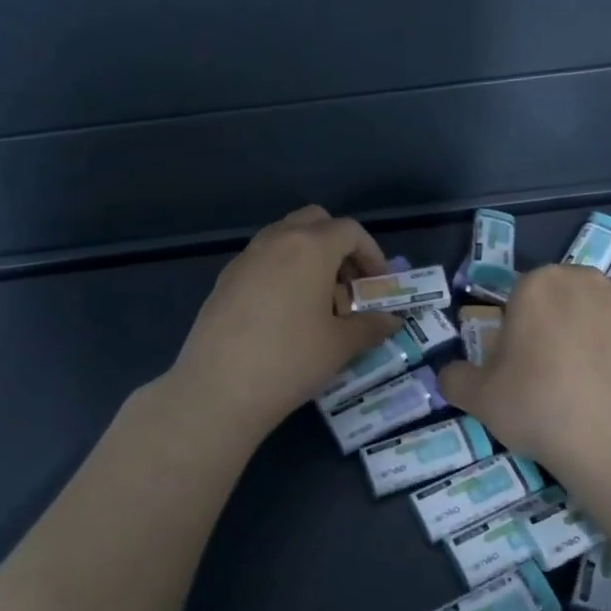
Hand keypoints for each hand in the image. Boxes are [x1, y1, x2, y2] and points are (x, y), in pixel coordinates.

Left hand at [169, 206, 401, 436]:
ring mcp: (245, 258)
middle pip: (314, 222)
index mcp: (310, 246)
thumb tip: (391, 320)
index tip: (378, 284)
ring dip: (308, 257)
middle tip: (348, 284)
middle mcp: (276, 240)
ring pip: (284, 238)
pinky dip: (282, 272)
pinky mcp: (224, 279)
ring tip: (318, 302)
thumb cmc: (291, 360)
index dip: (372, 254)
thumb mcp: (340, 345)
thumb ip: (370, 325)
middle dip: (338, 245)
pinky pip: (262, 261)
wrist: (219, 388)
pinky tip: (284, 314)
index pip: (350, 231)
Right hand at [438, 263, 610, 486]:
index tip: (522, 369)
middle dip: (559, 328)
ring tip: (596, 386)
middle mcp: (588, 280)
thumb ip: (456, 378)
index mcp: (539, 285)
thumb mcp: (479, 399)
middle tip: (556, 377)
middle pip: (565, 300)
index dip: (518, 333)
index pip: (520, 300)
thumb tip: (451, 374)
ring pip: (605, 314)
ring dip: (597, 337)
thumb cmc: (541, 409)